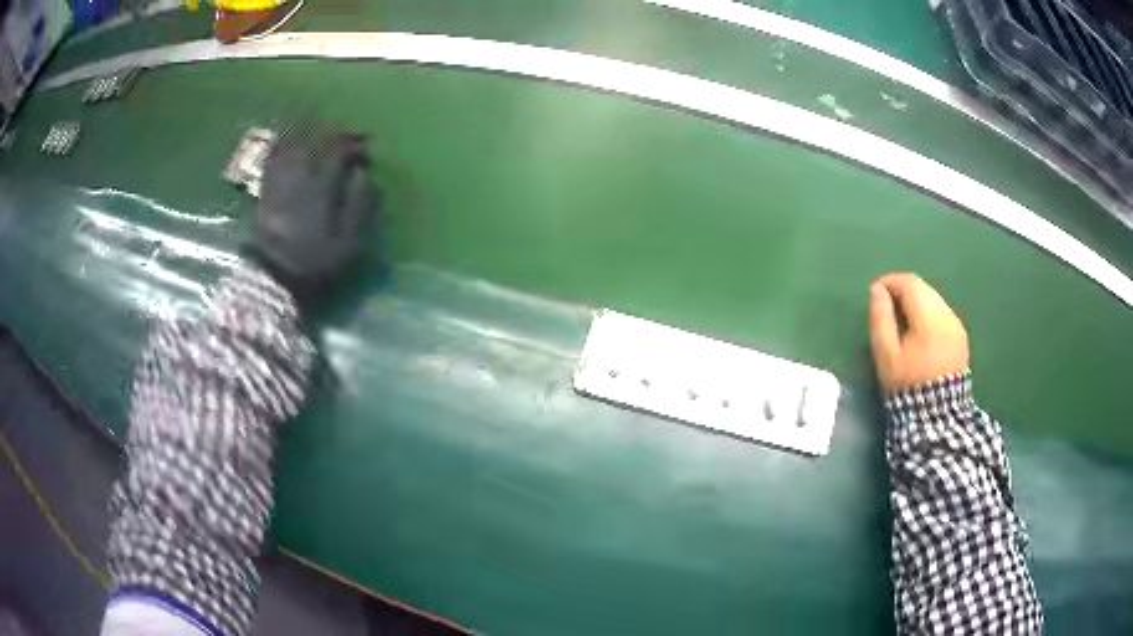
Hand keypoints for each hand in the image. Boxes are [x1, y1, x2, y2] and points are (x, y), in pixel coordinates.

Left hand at [250, 125, 378, 302]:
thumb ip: (359, 206)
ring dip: (305, 129)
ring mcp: (278, 180)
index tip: (366, 149)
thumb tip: (365, 175)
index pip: (339, 152)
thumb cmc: (314, 262)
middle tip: (343, 134)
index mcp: (320, 187)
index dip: (354, 145)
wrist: (273, 278)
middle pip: (314, 140)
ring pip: (291, 142)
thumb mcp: (348, 243)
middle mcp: (298, 175)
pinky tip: (286, 138)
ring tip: (316, 124)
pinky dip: (281, 142)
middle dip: (331, 131)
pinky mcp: (264, 188)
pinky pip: (272, 155)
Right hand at [869, 273, 968, 393]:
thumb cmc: (906, 385)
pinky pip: (942, 312)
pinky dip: (928, 313)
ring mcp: (957, 326)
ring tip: (902, 318)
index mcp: (929, 320)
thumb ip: (881, 318)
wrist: (935, 416)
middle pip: (924, 288)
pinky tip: (920, 331)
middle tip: (886, 305)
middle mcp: (947, 316)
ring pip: (934, 298)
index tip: (876, 292)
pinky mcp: (961, 336)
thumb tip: (877, 290)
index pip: (910, 283)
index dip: (890, 282)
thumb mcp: (886, 355)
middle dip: (903, 290)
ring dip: (916, 301)